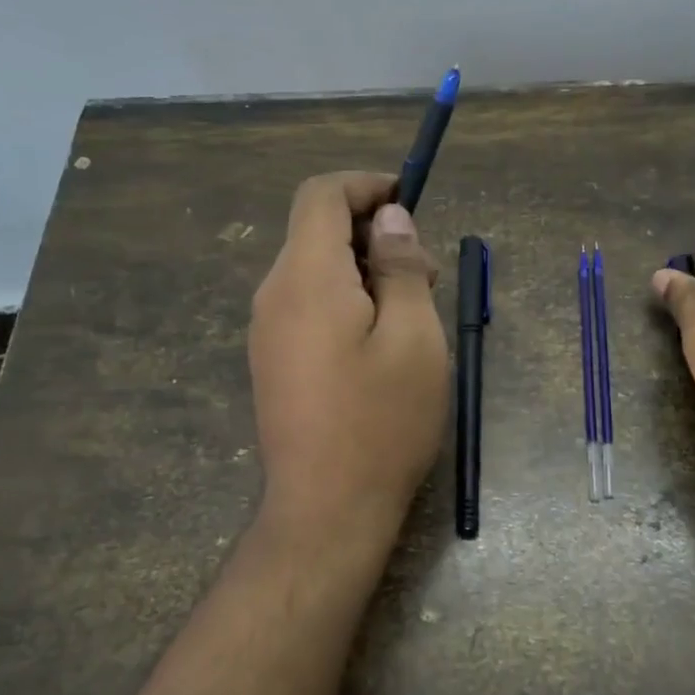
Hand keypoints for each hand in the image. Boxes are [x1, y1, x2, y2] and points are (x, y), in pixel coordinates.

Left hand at [249, 173, 447, 555]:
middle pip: (316, 230)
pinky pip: (308, 305)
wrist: (327, 509)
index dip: (366, 186)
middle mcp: (274, 294)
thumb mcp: (413, 337)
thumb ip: (400, 267)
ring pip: (315, 269)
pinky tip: (380, 342)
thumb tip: (389, 219)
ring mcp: (267, 330)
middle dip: (373, 233)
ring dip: (364, 269)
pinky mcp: (273, 360)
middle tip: (426, 275)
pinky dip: (346, 299)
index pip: (321, 196)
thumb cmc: (381, 421)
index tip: (410, 203)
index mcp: (306, 278)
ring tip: (412, 313)